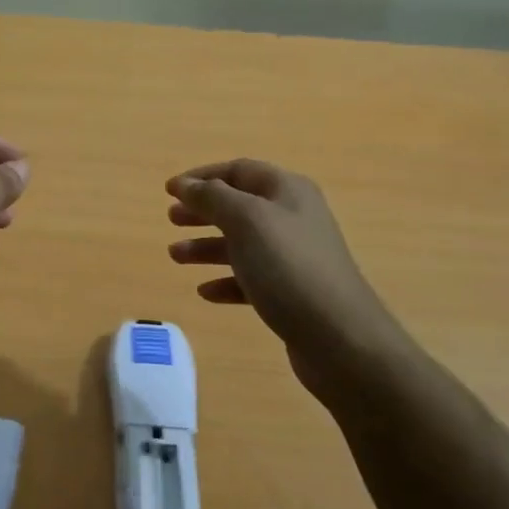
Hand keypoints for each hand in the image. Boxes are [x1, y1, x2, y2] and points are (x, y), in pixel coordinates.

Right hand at [166, 159, 410, 401]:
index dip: (202, 177)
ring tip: (176, 256)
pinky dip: (226, 280)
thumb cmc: (288, 268)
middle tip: (171, 220)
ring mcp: (294, 257)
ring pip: (242, 243)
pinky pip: (251, 279)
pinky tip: (206, 292)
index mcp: (287, 191)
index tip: (169, 190)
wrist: (340, 338)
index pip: (238, 171)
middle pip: (239, 206)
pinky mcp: (292, 292)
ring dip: (206, 246)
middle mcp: (293, 217)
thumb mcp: (246, 221)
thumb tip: (184, 184)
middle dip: (203, 211)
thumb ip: (212, 198)